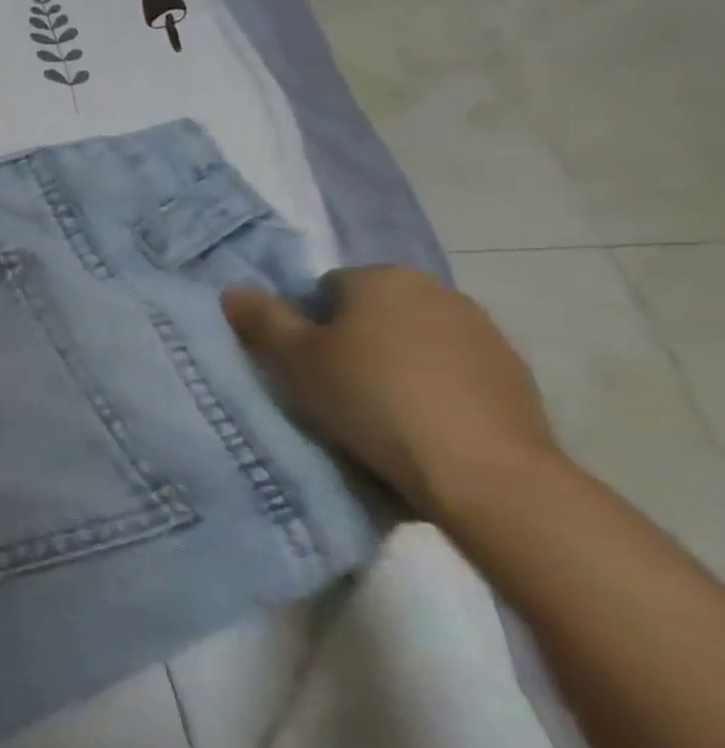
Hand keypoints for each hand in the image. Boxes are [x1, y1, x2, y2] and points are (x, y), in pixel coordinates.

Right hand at [221, 266, 557, 515]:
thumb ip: (261, 319)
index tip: (303, 363)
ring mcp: (483, 332)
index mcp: (382, 277)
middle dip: (351, 339)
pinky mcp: (514, 375)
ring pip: (413, 340)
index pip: (324, 288)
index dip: (306, 323)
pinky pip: (451, 370)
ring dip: (393, 363)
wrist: (482, 470)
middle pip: (371, 311)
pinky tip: (420, 423)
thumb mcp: (294, 359)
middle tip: (332, 385)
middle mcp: (437, 290)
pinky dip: (432, 387)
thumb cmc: (371, 399)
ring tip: (376, 410)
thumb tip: (235, 291)